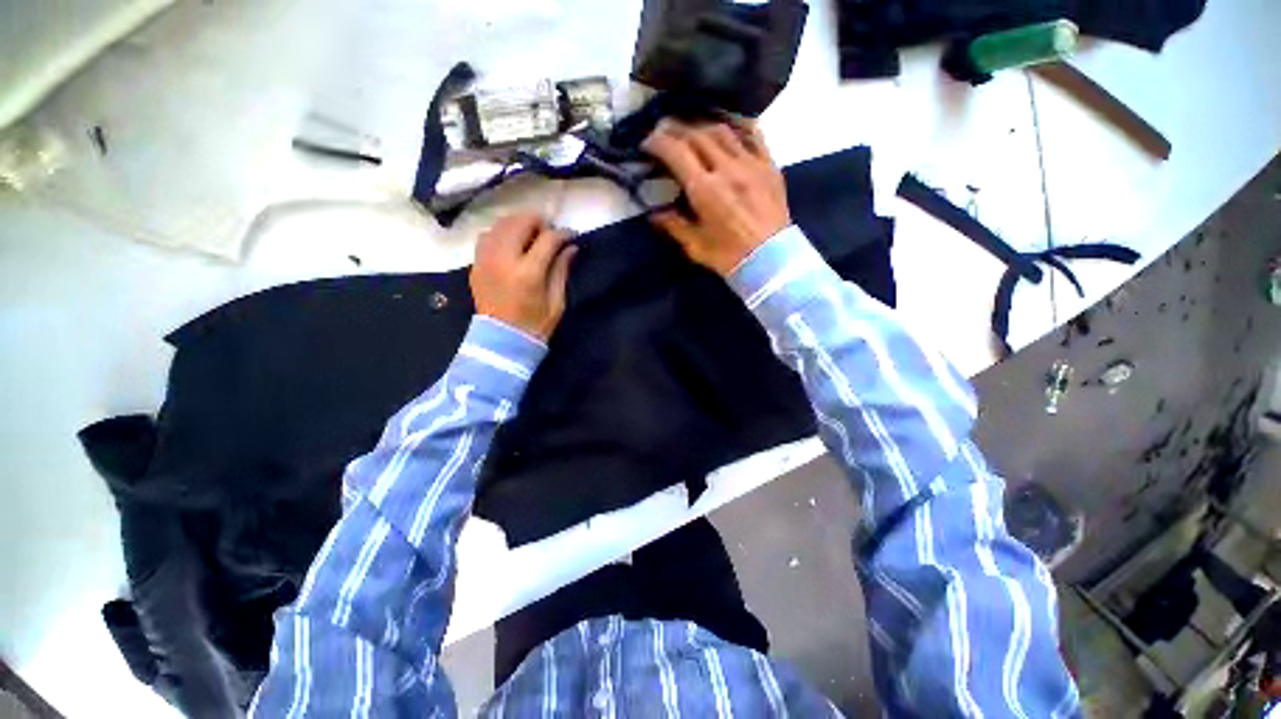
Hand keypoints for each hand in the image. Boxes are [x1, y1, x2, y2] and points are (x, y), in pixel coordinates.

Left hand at [471, 212, 577, 340]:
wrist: (502, 341)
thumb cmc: (535, 324)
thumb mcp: (556, 301)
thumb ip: (561, 270)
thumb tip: (571, 247)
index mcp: (528, 273)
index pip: (548, 239)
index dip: (562, 234)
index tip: (571, 235)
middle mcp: (503, 260)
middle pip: (520, 222)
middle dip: (539, 223)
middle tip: (549, 235)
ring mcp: (485, 260)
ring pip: (501, 224)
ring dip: (519, 225)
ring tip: (531, 237)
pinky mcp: (476, 264)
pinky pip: (487, 235)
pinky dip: (502, 233)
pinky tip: (511, 244)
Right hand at [643, 119, 790, 275]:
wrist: (771, 261)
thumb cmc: (729, 257)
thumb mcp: (695, 246)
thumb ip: (674, 225)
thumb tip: (655, 213)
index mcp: (705, 190)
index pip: (677, 152)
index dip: (658, 142)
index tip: (647, 143)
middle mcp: (727, 169)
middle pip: (697, 135)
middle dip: (675, 129)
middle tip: (663, 131)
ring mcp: (751, 163)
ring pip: (723, 130)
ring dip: (702, 126)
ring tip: (691, 130)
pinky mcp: (769, 166)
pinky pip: (753, 134)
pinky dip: (736, 126)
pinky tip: (728, 127)